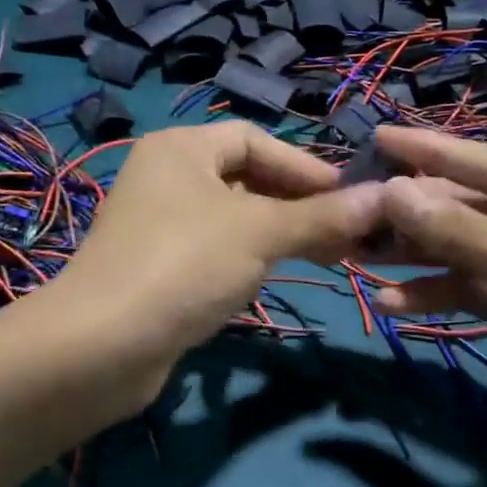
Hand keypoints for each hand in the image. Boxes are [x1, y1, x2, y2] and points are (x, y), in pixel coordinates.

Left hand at [52, 121, 381, 382]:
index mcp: (181, 149)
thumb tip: (385, 198)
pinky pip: (214, 250)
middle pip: (245, 178)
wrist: (101, 347)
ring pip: (233, 218)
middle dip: (297, 204)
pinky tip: (274, 277)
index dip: (304, 166)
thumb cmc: (185, 265)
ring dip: (278, 233)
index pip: (254, 139)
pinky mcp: (157, 268)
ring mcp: (158, 225)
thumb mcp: (260, 233)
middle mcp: (166, 177)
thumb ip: (321, 216)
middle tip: (347, 233)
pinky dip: (248, 258)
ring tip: (325, 256)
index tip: (351, 197)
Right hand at [369, 127, 486, 479]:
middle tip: (357, 209)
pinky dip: (439, 294)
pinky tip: (394, 303)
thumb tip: (395, 192)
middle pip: (477, 207)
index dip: (434, 151)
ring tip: (361, 256)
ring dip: (421, 256)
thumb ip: (469, 234)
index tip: (379, 136)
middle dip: (419, 214)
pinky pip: (475, 288)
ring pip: (469, 249)